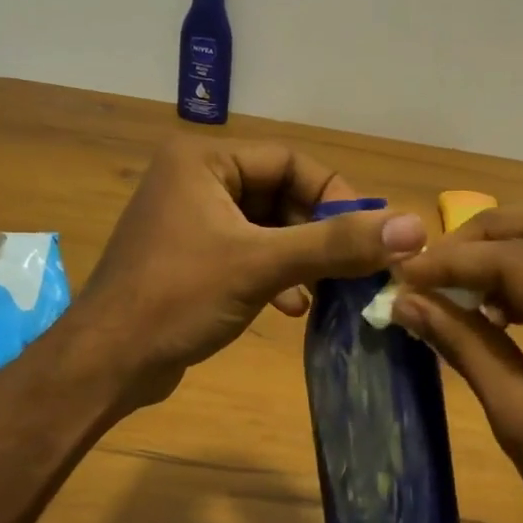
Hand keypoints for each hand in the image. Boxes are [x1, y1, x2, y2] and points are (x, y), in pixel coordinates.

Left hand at [74, 137, 425, 408]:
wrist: (107, 363)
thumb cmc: (178, 298)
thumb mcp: (261, 265)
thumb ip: (336, 245)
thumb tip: (415, 227)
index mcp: (203, 160)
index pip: (290, 161)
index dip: (335, 196)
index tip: (370, 234)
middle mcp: (194, 179)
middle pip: (280, 195)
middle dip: (317, 234)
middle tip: (354, 266)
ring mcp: (190, 219)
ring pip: (267, 227)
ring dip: (300, 258)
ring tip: (326, 291)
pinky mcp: (190, 256)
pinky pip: (248, 253)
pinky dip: (275, 275)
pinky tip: (292, 307)